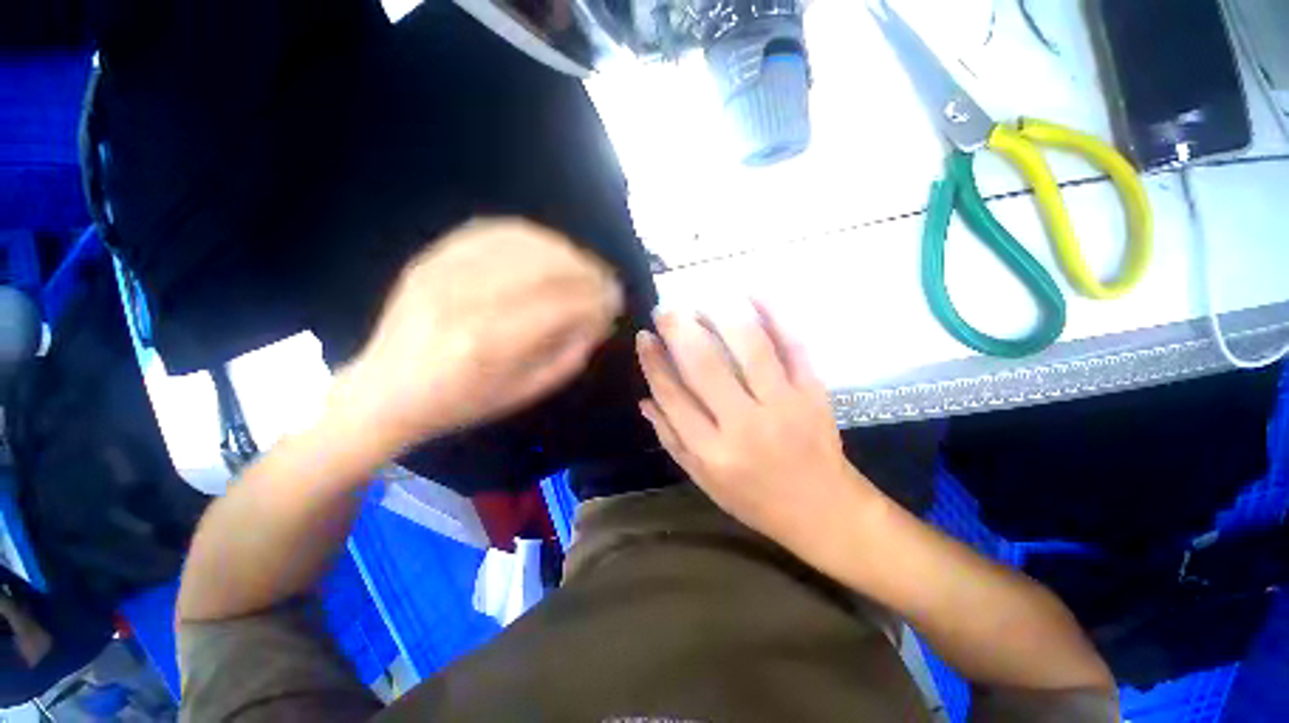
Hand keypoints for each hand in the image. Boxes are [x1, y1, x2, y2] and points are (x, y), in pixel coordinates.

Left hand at [330, 218, 623, 453]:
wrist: (384, 392)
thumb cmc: (461, 403)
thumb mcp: (525, 393)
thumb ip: (569, 354)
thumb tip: (599, 318)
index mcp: (490, 345)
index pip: (563, 304)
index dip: (598, 297)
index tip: (616, 299)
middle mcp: (467, 300)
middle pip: (546, 267)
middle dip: (588, 270)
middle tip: (605, 280)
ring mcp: (444, 272)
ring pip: (522, 242)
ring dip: (564, 250)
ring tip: (582, 265)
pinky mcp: (432, 258)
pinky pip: (491, 231)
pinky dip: (530, 236)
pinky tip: (547, 248)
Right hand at [636, 304, 880, 557]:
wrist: (823, 509)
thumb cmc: (755, 498)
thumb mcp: (704, 480)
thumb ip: (672, 439)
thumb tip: (645, 399)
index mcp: (713, 451)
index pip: (673, 396)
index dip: (654, 362)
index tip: (644, 337)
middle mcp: (745, 425)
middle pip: (705, 367)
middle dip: (679, 331)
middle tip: (665, 310)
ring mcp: (784, 404)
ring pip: (749, 349)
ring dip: (721, 318)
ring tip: (702, 303)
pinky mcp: (813, 392)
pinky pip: (793, 345)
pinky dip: (775, 315)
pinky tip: (754, 293)